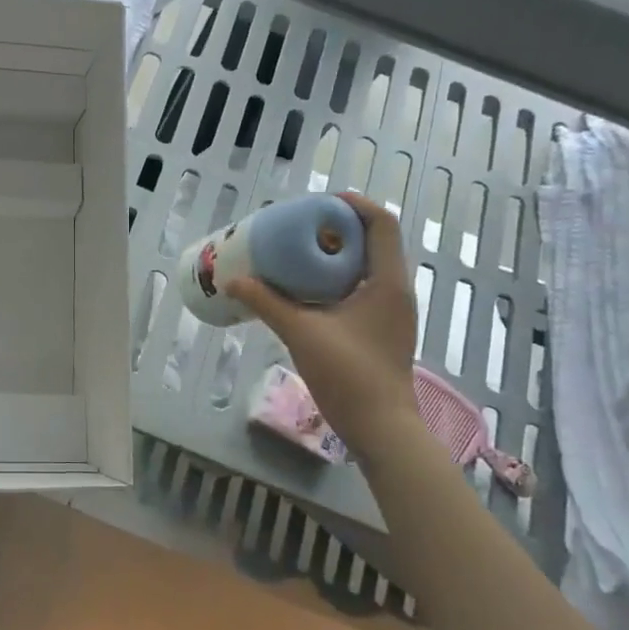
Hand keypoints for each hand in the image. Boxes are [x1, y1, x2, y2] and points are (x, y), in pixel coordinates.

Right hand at [229, 193, 422, 464]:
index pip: (382, 224)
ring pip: (367, 266)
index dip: (354, 205)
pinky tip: (306, 290)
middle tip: (300, 227)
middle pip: (374, 241)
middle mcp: (395, 290)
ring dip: (337, 254)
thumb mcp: (301, 333)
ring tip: (298, 253)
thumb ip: (267, 303)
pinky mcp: (381, 329)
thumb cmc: (349, 375)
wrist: (381, 428)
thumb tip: (233, 280)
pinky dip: (337, 278)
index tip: (319, 201)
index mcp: (388, 282)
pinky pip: (361, 288)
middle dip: (338, 228)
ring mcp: (391, 312)